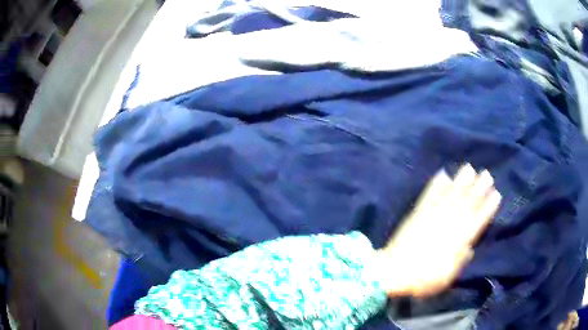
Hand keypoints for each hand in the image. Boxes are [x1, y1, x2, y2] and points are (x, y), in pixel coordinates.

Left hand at [378, 164, 500, 297]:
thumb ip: (460, 261)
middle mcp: (449, 223)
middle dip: (479, 188)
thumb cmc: (422, 280)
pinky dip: (436, 184)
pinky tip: (443, 173)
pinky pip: (429, 195)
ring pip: (451, 194)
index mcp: (458, 240)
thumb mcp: (446, 278)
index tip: (496, 194)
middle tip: (487, 174)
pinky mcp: (418, 213)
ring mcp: (433, 215)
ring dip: (461, 180)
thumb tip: (469, 248)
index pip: (478, 220)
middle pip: (468, 202)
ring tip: (470, 168)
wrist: (392, 272)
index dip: (488, 206)